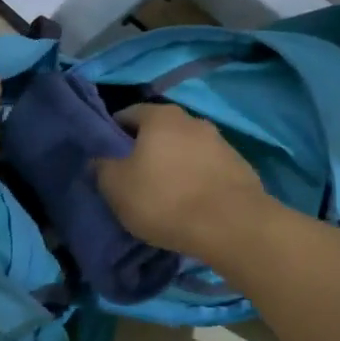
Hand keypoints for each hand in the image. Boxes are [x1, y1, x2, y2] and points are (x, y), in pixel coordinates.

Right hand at [94, 104, 268, 259]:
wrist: (232, 226)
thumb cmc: (165, 200)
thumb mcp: (116, 187)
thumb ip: (102, 167)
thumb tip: (99, 159)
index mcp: (161, 117)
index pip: (128, 114)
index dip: (113, 133)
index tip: (106, 157)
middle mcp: (193, 120)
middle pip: (160, 131)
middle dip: (146, 150)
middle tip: (134, 178)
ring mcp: (221, 143)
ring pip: (186, 149)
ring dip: (174, 165)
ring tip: (165, 194)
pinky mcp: (240, 167)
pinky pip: (208, 169)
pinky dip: (196, 180)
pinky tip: (192, 203)